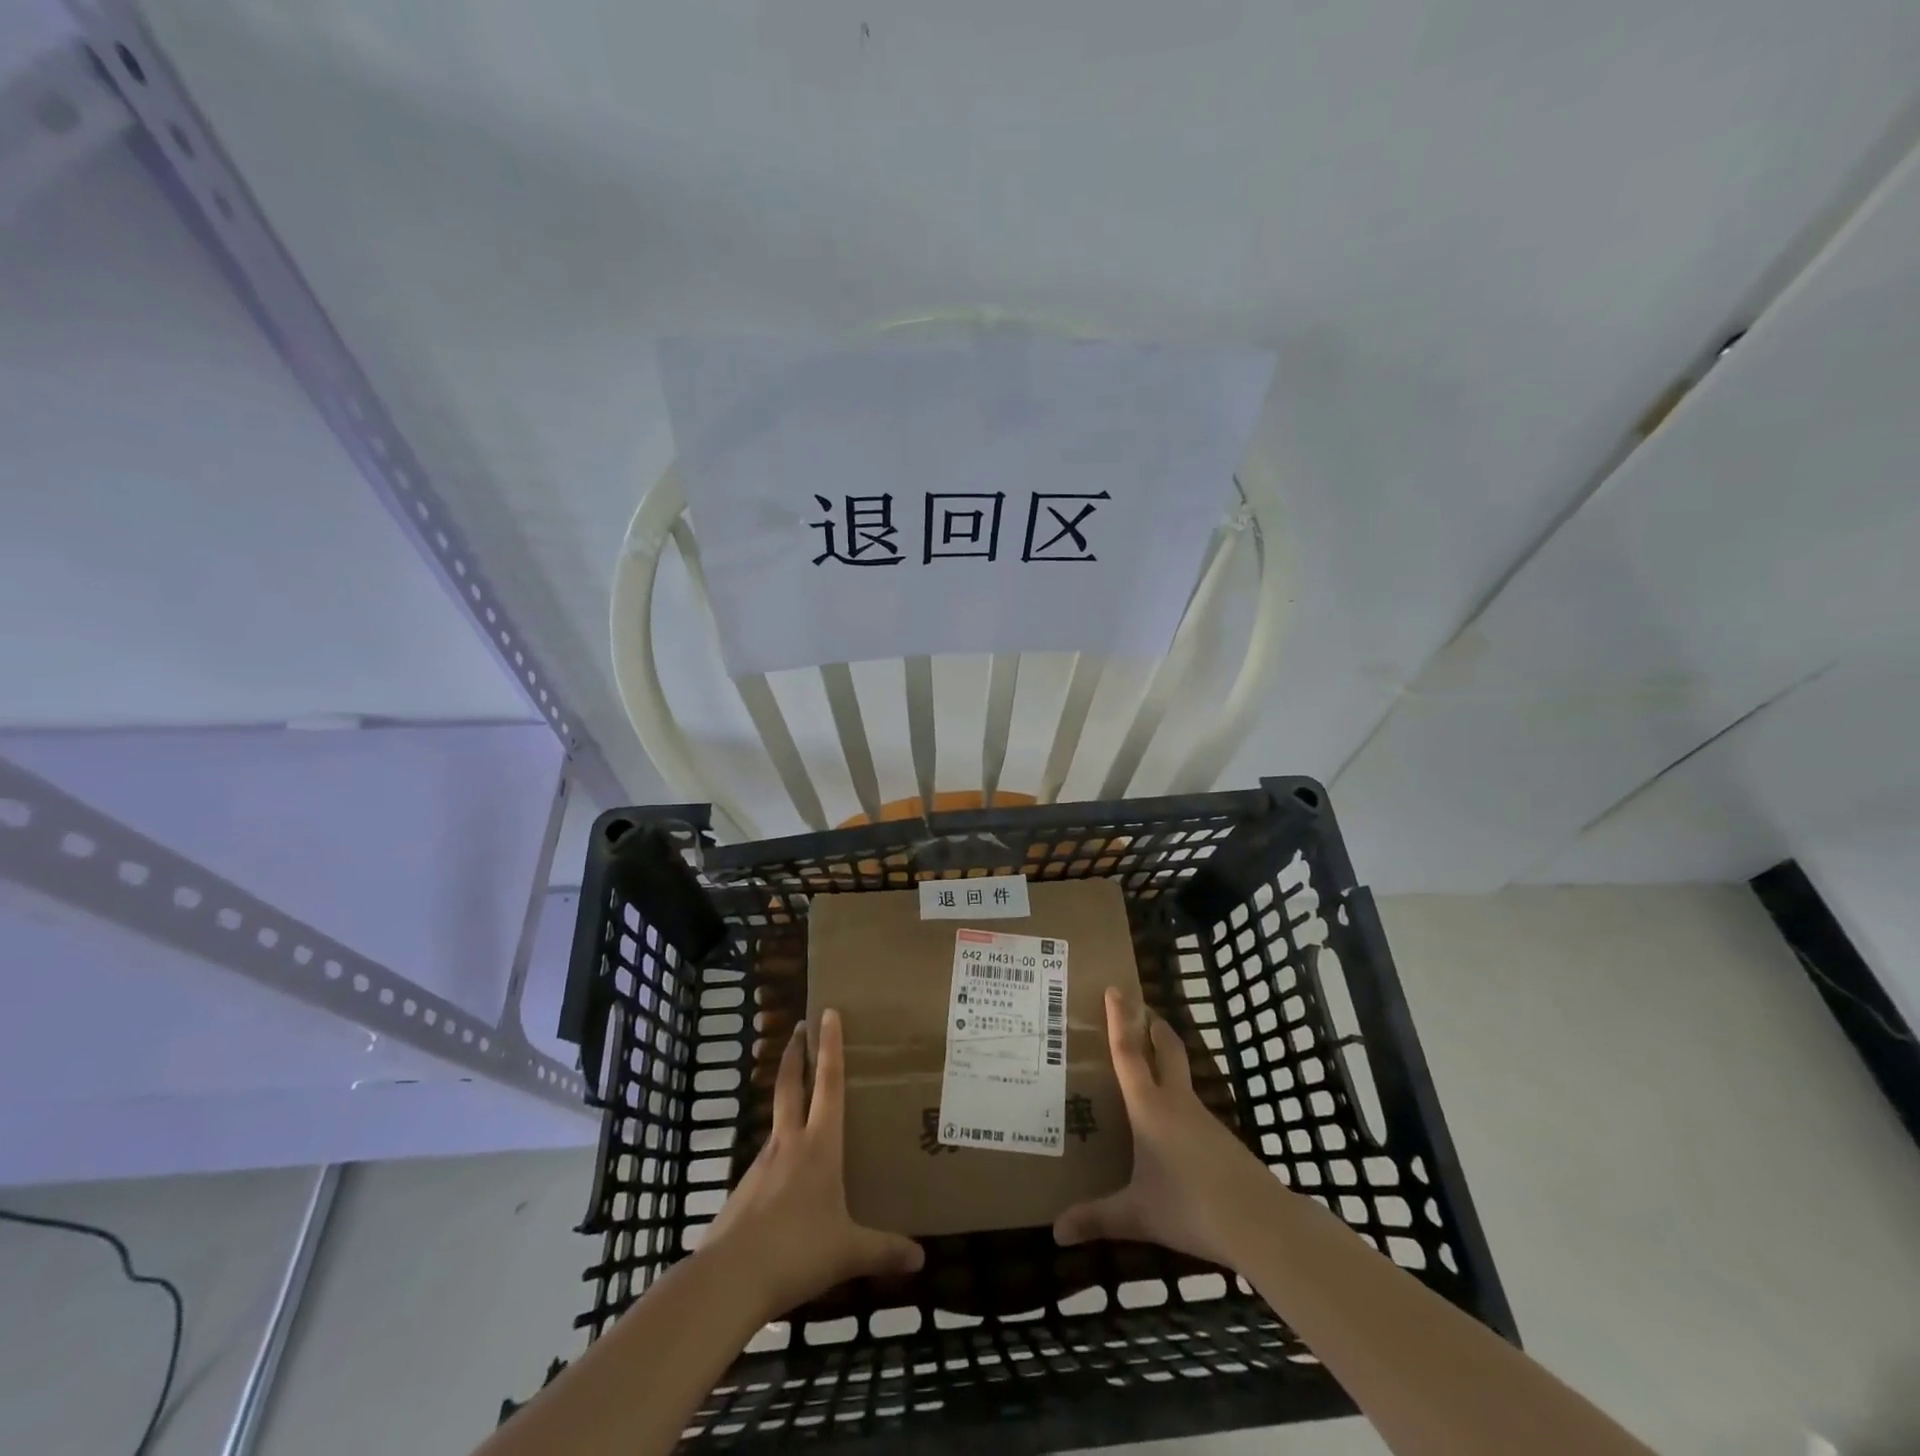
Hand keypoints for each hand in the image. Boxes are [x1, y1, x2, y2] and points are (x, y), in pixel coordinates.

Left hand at [701, 1009, 924, 1320]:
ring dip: (787, 1102)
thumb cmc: (796, 1251)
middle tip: (799, 1028)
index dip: (830, 1047)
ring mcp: (762, 1164)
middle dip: (795, 1054)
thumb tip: (921, 1259)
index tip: (827, 1013)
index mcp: (819, 1146)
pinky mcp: (743, 1190)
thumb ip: (884, 1251)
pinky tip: (787, 1179)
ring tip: (802, 1109)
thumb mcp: (848, 1252)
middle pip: (790, 1085)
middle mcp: (789, 1143)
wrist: (728, 1280)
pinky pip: (768, 1160)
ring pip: (777, 1121)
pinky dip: (779, 1153)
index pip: (828, 1083)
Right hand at [1054, 988, 1280, 1269]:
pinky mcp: (1221, 1138)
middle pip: (1167, 1050)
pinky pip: (1192, 1106)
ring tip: (1146, 1068)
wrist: (1260, 1223)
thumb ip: (1096, 1219)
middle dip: (1153, 1026)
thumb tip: (1056, 1232)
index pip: (1129, 1053)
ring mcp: (1204, 1118)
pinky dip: (1177, 1097)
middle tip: (1140, 1009)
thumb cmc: (1190, 1207)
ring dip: (1166, 1060)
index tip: (1116, 989)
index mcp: (1150, 1108)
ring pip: (1182, 1077)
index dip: (1120, 1020)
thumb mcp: (1137, 1214)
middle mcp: (1176, 1102)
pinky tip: (1170, 1123)